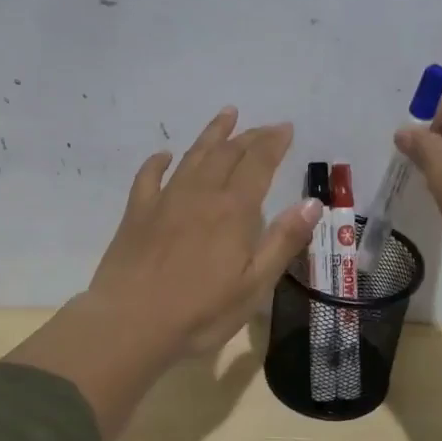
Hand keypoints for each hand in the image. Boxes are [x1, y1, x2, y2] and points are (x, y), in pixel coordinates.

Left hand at [87, 108, 320, 356]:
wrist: (129, 325)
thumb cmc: (200, 313)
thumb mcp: (254, 286)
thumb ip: (283, 241)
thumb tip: (312, 203)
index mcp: (233, 211)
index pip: (258, 164)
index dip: (273, 143)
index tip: (285, 128)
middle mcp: (200, 195)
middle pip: (227, 154)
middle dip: (249, 136)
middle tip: (264, 127)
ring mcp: (164, 201)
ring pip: (192, 157)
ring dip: (212, 135)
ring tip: (226, 115)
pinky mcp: (136, 214)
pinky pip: (148, 177)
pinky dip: (159, 162)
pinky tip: (164, 156)